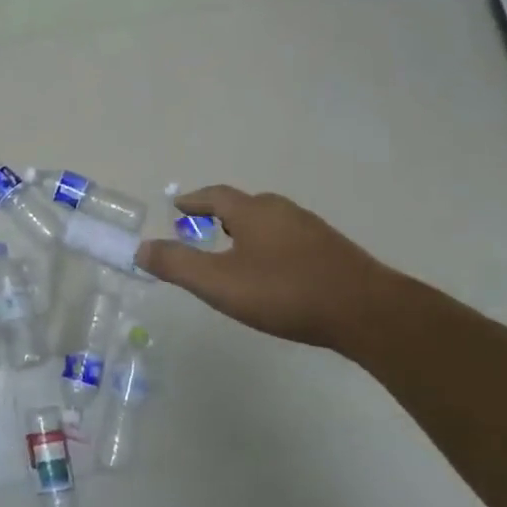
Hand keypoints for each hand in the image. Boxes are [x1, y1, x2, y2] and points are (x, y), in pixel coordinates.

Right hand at [134, 186, 404, 349]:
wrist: (366, 311)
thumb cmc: (285, 292)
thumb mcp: (219, 283)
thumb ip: (177, 265)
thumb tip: (140, 248)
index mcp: (253, 211)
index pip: (215, 196)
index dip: (194, 201)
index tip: (178, 207)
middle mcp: (282, 211)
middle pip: (244, 204)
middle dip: (219, 214)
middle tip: (202, 229)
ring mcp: (311, 229)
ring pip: (269, 221)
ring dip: (246, 230)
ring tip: (234, 251)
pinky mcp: (331, 250)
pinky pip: (289, 238)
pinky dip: (270, 245)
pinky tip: (274, 271)